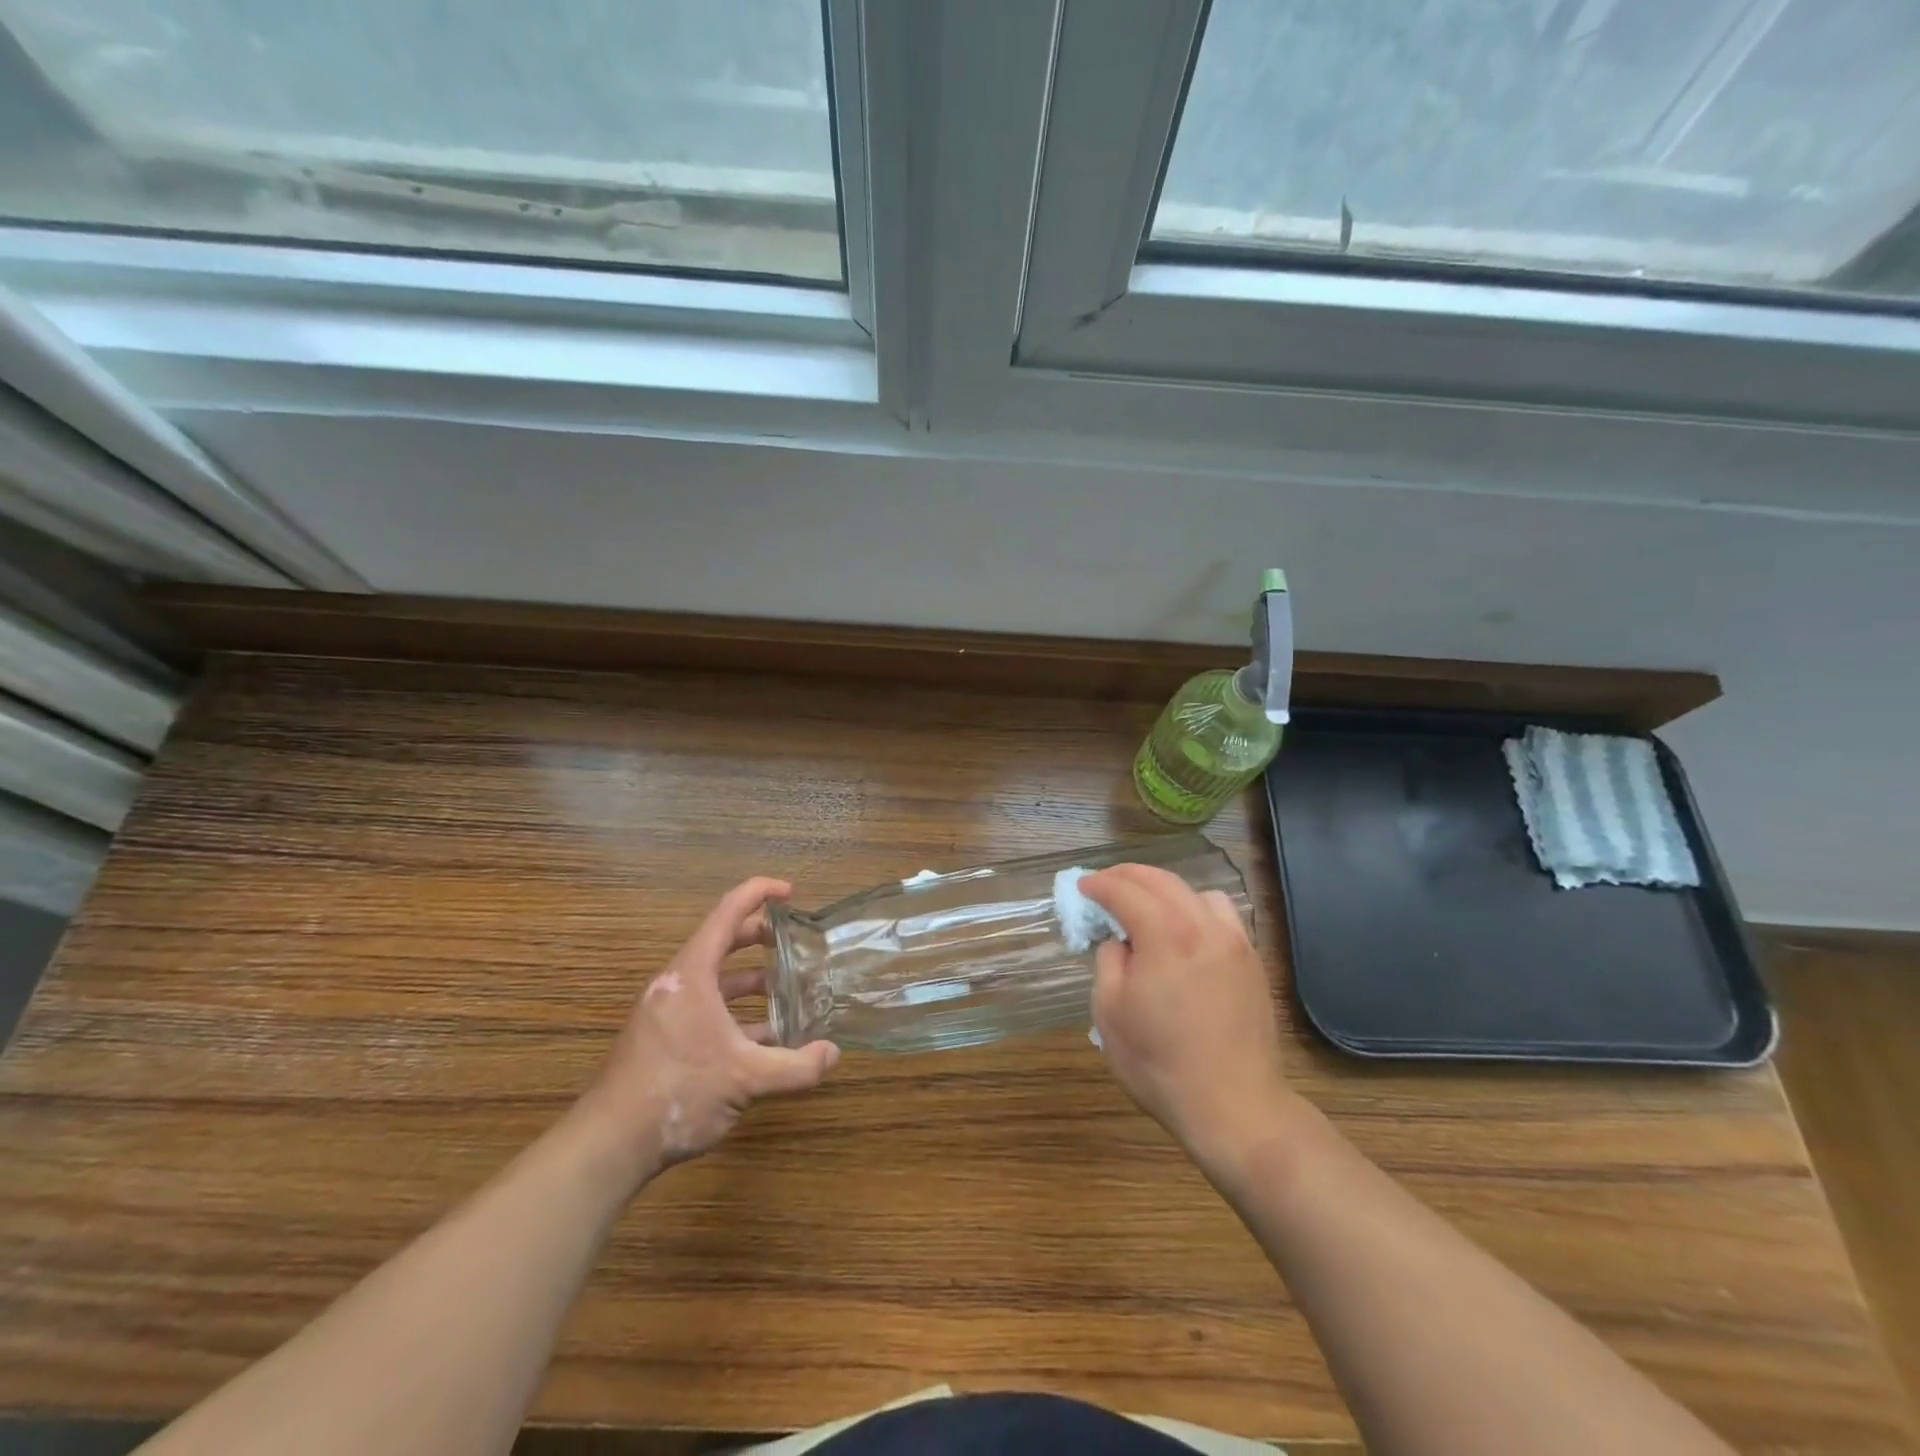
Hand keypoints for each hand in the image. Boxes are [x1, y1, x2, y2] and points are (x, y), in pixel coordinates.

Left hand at [580, 877, 839, 1178]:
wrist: (610, 1144)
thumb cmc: (678, 1092)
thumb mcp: (746, 1079)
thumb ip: (796, 1067)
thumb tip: (833, 1054)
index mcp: (692, 974)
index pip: (728, 912)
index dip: (760, 893)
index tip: (791, 893)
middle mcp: (678, 983)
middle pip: (722, 942)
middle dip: (760, 937)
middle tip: (795, 941)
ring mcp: (667, 1011)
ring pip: (715, 979)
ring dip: (751, 980)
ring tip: (787, 991)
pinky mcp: (663, 1037)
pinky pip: (706, 1008)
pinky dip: (736, 1012)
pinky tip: (763, 1039)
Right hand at [1079, 864, 1297, 1170]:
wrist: (1234, 1106)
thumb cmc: (1160, 1063)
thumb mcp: (1109, 1012)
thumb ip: (1109, 961)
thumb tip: (1119, 941)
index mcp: (1164, 935)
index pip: (1125, 891)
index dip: (1099, 884)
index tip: (1082, 887)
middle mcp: (1203, 926)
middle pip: (1162, 881)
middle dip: (1128, 876)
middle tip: (1105, 884)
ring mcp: (1234, 942)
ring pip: (1196, 892)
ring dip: (1165, 889)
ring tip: (1147, 906)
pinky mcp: (1252, 961)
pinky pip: (1222, 916)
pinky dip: (1196, 909)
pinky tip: (1186, 932)